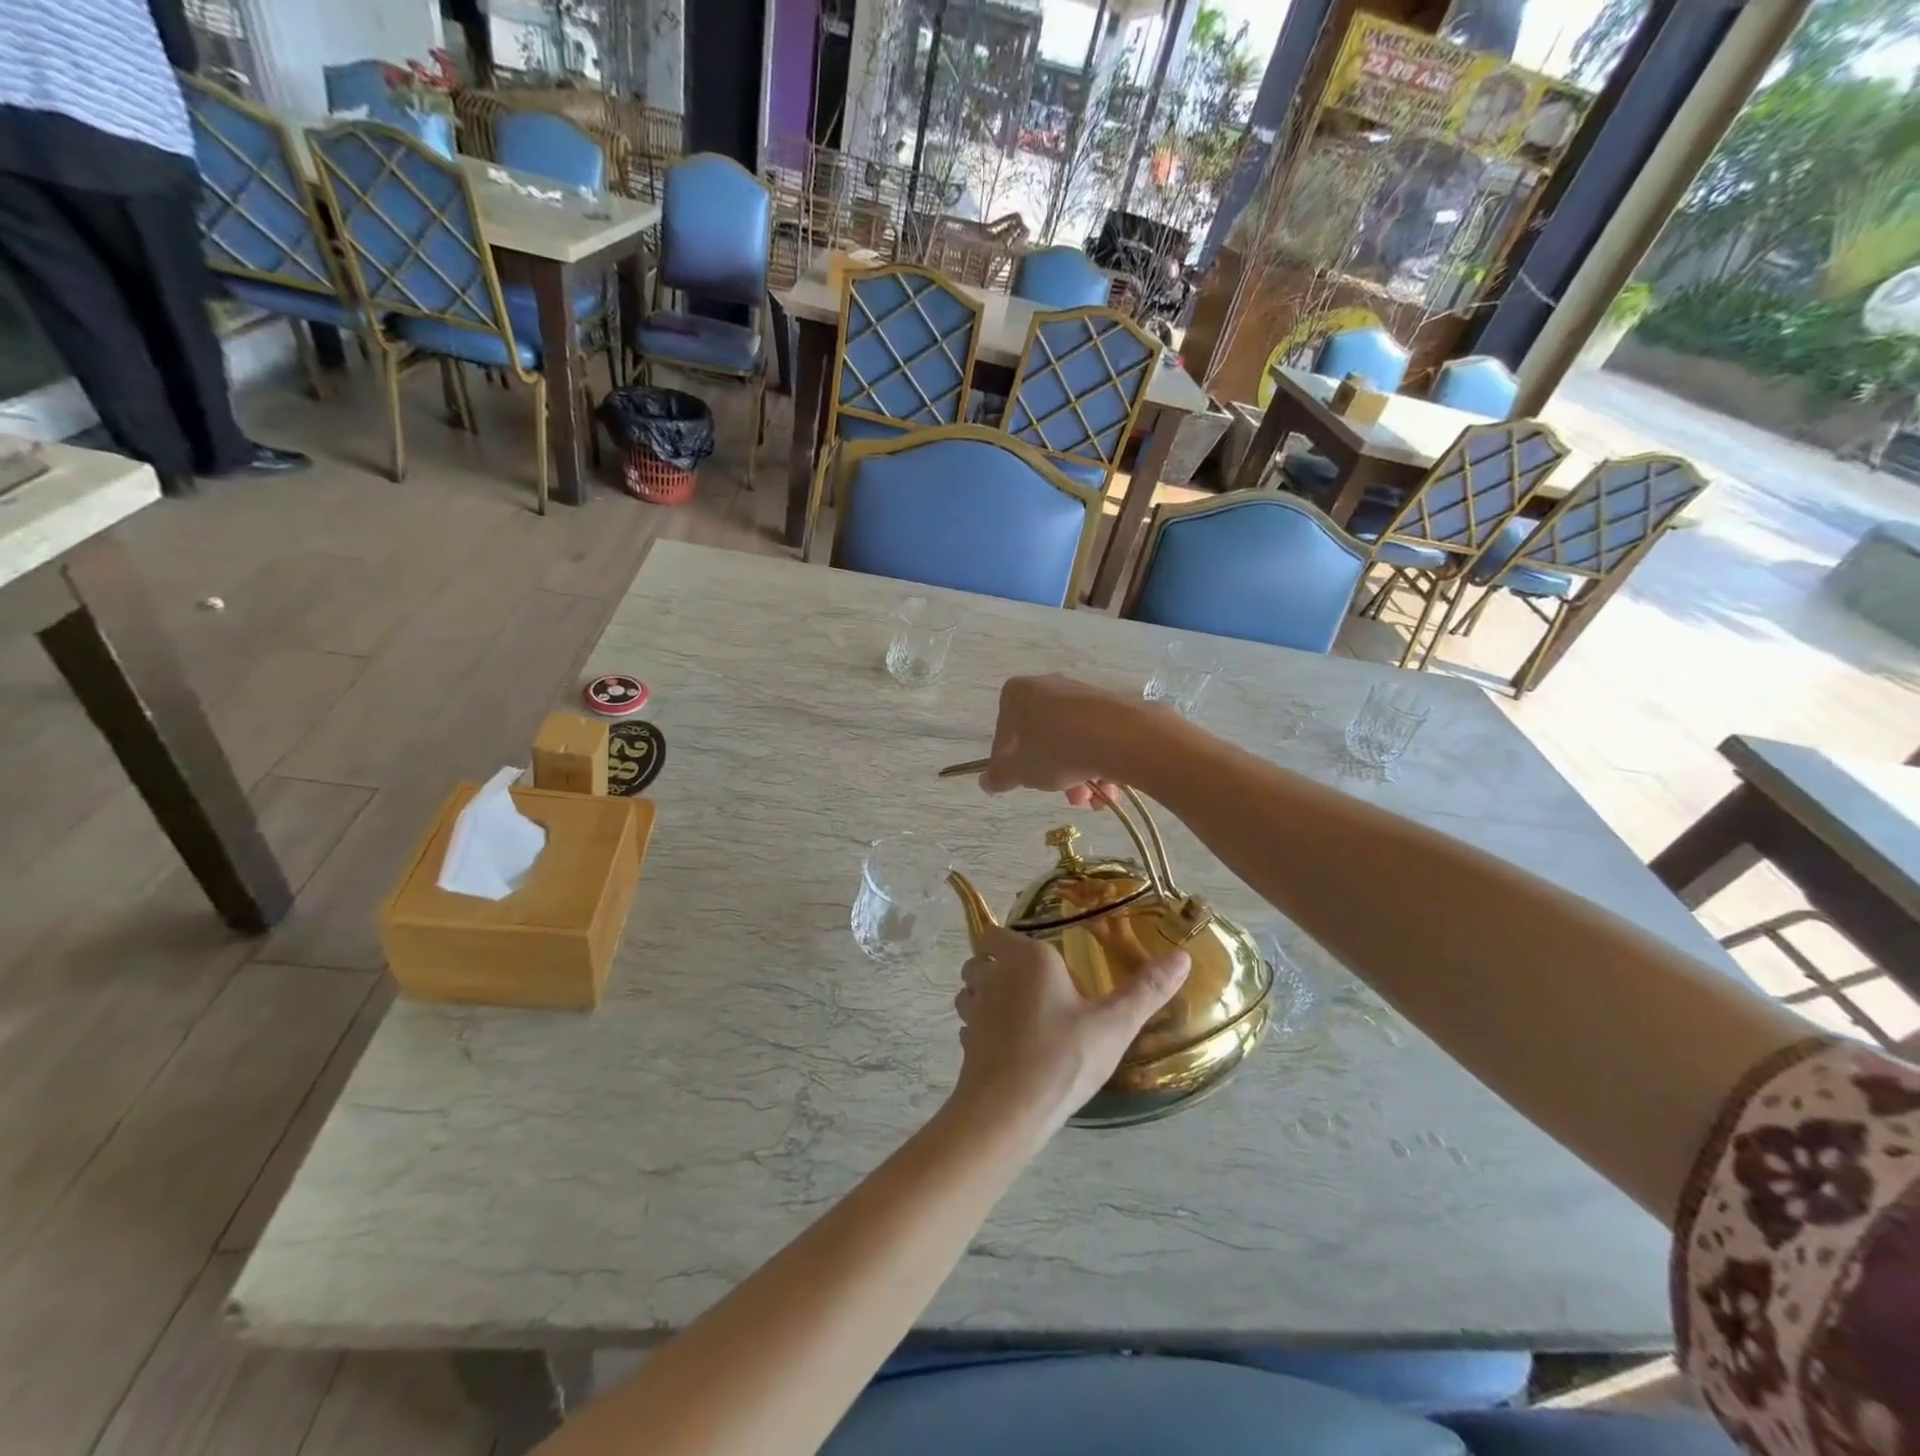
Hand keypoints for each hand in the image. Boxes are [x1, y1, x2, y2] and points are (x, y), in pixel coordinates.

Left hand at [949, 925, 1189, 1138]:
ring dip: (986, 995)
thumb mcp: (1114, 1025)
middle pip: (982, 958)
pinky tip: (1010, 1048)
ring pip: (970, 990)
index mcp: (1026, 958)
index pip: (997, 932)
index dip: (1009, 941)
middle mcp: (993, 975)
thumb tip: (1182, 955)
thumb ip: (1147, 989)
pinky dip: (983, 1028)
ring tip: (1020, 1015)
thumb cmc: (1062, 1057)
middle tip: (1034, 986)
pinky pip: (971, 1024)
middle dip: (998, 966)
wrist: (1007, 1112)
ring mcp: (974, 1009)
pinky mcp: (966, 1042)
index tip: (1037, 957)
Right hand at [978, 675, 1145, 807]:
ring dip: (1078, 775)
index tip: (1024, 782)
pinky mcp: (1113, 707)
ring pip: (1072, 742)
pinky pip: (1097, 740)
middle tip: (1064, 796)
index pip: (1004, 732)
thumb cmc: (1056, 750)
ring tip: (1090, 799)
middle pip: (1041, 738)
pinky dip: (1099, 764)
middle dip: (1052, 773)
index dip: (1011, 762)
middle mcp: (1049, 686)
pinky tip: (1109, 789)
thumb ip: (999, 776)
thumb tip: (987, 781)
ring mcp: (1083, 695)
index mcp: (1018, 693)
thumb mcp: (1018, 771)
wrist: (1122, 738)